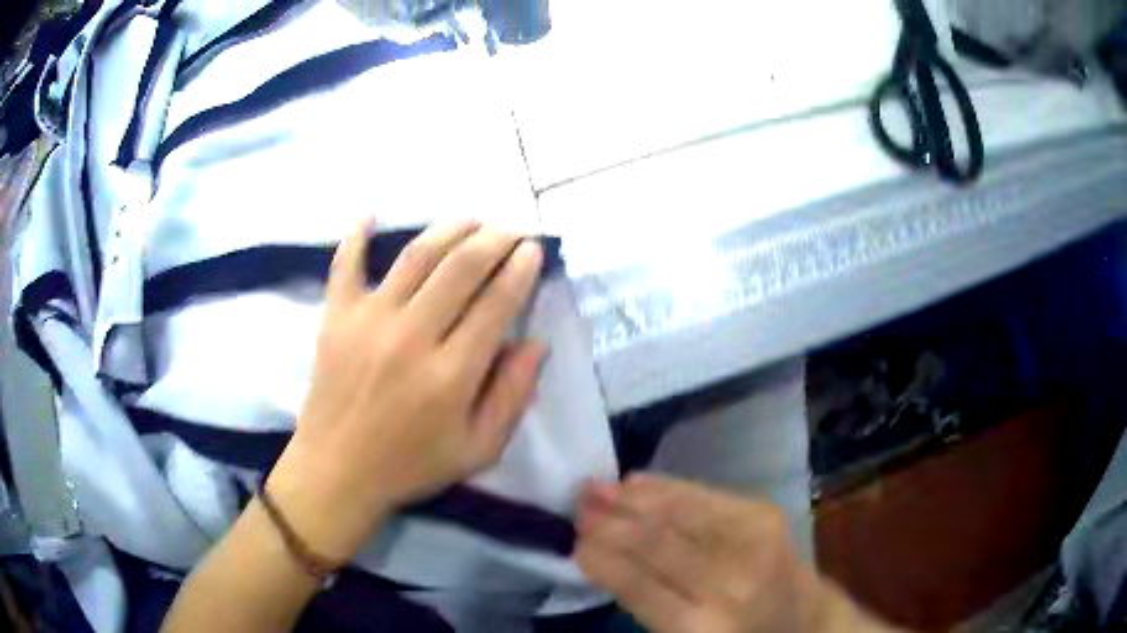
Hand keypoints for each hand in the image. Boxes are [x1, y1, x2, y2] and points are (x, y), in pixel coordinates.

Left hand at [268, 218, 546, 561]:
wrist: (337, 472)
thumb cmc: (410, 465)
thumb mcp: (478, 450)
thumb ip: (512, 397)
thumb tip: (536, 343)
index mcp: (450, 375)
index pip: (496, 304)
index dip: (520, 269)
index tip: (534, 249)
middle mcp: (411, 337)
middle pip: (461, 267)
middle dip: (495, 239)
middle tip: (512, 230)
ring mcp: (368, 321)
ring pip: (416, 256)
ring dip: (449, 229)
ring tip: (472, 220)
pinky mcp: (335, 317)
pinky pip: (345, 266)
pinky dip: (356, 236)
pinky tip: (370, 214)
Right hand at [577, 474, 892, 632]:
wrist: (801, 618)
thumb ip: (643, 602)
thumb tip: (600, 555)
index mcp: (701, 628)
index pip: (637, 585)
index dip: (602, 559)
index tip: (575, 542)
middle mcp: (728, 583)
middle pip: (656, 544)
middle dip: (610, 522)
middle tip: (577, 505)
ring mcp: (751, 542)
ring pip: (677, 513)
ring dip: (631, 499)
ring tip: (596, 488)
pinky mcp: (764, 515)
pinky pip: (705, 496)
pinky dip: (666, 488)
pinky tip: (638, 482)